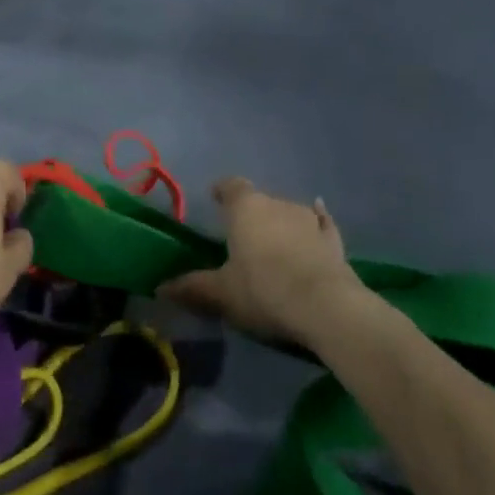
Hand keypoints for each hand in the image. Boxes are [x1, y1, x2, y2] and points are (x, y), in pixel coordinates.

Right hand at [160, 177, 361, 344]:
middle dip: (251, 215)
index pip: (231, 186)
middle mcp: (277, 204)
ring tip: (273, 242)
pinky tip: (319, 219)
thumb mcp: (221, 293)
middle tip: (242, 237)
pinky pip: (322, 223)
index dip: (223, 191)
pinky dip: (317, 223)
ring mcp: (309, 220)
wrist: (326, 308)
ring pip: (289, 212)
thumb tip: (160, 287)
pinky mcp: (333, 241)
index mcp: (246, 208)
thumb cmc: (263, 290)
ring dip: (281, 223)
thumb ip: (193, 287)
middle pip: (260, 201)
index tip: (216, 197)